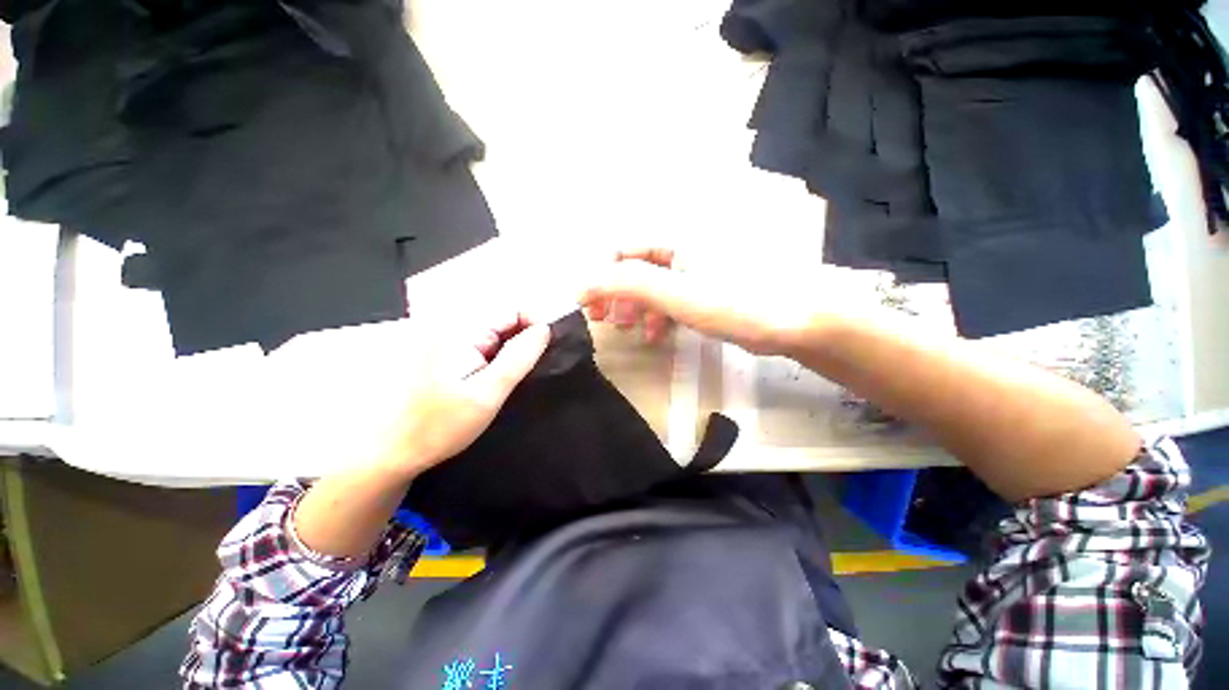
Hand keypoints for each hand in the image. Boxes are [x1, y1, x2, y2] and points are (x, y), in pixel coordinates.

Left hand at [375, 311, 549, 477]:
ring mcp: (448, 338)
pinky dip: (499, 357)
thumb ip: (519, 358)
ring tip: (515, 378)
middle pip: (504, 319)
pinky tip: (499, 378)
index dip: (535, 325)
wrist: (396, 451)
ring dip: (512, 350)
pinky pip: (484, 344)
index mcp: (459, 330)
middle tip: (531, 370)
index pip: (511, 309)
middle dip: (524, 339)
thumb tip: (545, 329)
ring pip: (496, 332)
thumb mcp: (488, 394)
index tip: (547, 350)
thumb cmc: (440, 425)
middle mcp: (452, 325)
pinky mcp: (447, 351)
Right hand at [579, 248, 820, 356]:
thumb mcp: (677, 293)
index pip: (622, 252)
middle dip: (616, 295)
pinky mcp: (709, 290)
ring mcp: (697, 271)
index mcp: (674, 240)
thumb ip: (629, 284)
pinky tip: (657, 334)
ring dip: (636, 307)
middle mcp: (682, 249)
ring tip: (629, 330)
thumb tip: (584, 284)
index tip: (588, 307)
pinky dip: (660, 315)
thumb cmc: (736, 301)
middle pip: (635, 268)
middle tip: (604, 322)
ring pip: (653, 286)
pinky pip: (673, 299)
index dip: (601, 277)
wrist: (800, 319)